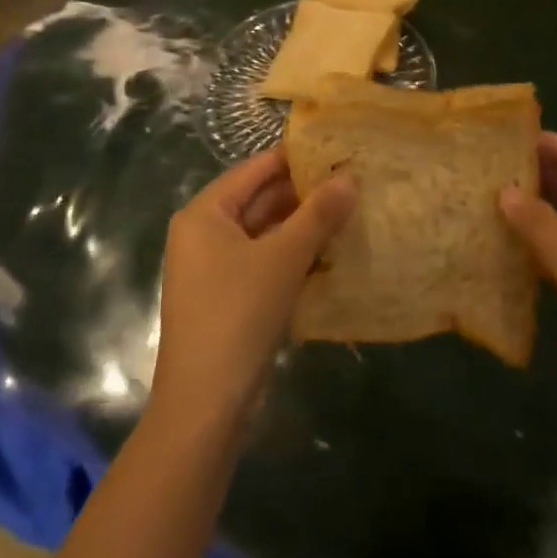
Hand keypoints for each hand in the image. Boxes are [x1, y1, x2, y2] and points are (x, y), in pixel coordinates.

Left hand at [148, 148, 356, 437]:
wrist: (205, 406)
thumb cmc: (238, 315)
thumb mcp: (284, 258)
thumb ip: (319, 214)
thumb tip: (351, 176)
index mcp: (205, 213)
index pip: (255, 169)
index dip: (296, 158)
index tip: (337, 150)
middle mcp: (203, 234)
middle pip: (259, 200)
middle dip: (304, 194)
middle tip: (352, 182)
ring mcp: (213, 268)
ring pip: (264, 233)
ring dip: (302, 226)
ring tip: (350, 212)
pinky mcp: (227, 298)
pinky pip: (263, 262)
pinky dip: (293, 256)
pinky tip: (330, 254)